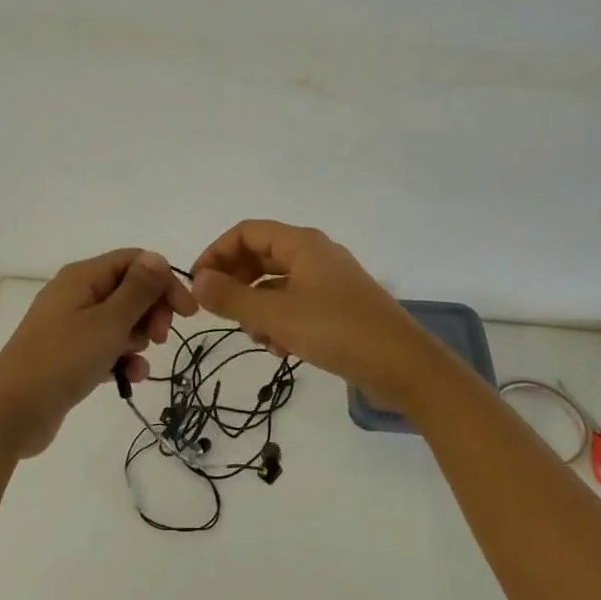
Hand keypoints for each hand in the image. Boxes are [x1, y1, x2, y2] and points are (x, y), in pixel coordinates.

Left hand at [0, 249, 196, 458]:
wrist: (10, 413)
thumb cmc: (62, 361)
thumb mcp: (108, 323)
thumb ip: (137, 290)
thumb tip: (157, 258)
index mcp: (82, 278)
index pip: (135, 261)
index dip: (164, 282)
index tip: (186, 314)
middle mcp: (76, 295)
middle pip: (129, 290)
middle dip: (151, 312)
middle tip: (159, 338)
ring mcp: (70, 326)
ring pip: (120, 321)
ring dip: (137, 340)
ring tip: (135, 362)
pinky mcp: (69, 355)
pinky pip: (105, 347)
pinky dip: (121, 358)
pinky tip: (129, 378)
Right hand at [191, 220, 441, 406]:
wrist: (403, 366)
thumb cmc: (337, 331)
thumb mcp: (276, 315)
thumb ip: (232, 298)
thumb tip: (197, 281)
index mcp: (302, 244)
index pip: (246, 233)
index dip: (217, 253)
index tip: (198, 284)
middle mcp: (315, 255)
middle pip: (260, 257)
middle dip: (236, 284)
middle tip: (221, 313)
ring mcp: (328, 282)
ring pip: (276, 285)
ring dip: (257, 308)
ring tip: (255, 337)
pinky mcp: (338, 308)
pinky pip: (296, 305)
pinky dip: (280, 321)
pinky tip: (280, 349)